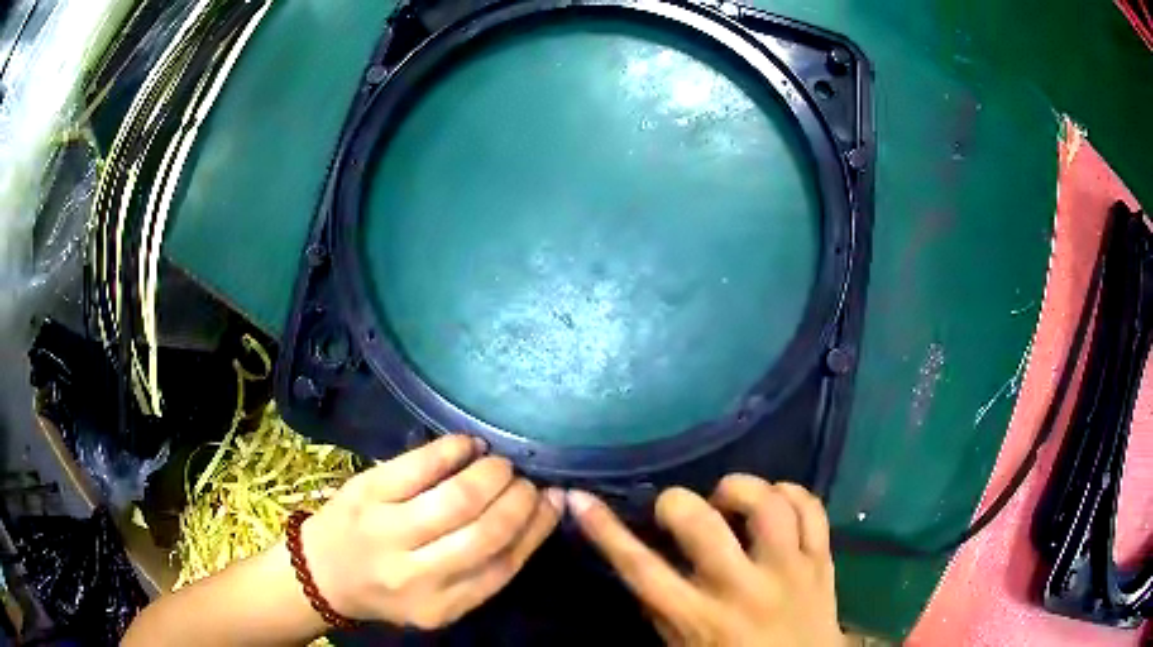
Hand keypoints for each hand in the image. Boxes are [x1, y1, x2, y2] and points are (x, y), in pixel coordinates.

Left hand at [300, 435, 562, 629]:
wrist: (322, 573)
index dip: (536, 528)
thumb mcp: (440, 602)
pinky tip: (468, 446)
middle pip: (486, 531)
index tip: (553, 501)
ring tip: (500, 465)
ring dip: (491, 473)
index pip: (504, 565)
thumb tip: (537, 515)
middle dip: (518, 498)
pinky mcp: (366, 492)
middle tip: (526, 481)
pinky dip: (453, 449)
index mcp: (441, 606)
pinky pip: (419, 464)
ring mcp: (387, 530)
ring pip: (457, 497)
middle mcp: (416, 574)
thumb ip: (484, 571)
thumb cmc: (389, 589)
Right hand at [569, 475, 846, 646]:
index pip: (641, 569)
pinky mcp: (821, 560)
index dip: (606, 531)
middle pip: (703, 524)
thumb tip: (644, 561)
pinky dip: (790, 493)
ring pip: (768, 505)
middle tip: (678, 510)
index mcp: (699, 619)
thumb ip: (662, 610)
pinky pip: (811, 508)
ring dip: (740, 489)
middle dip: (678, 502)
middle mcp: (743, 590)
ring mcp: (788, 571)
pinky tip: (775, 500)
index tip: (580, 500)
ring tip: (728, 499)